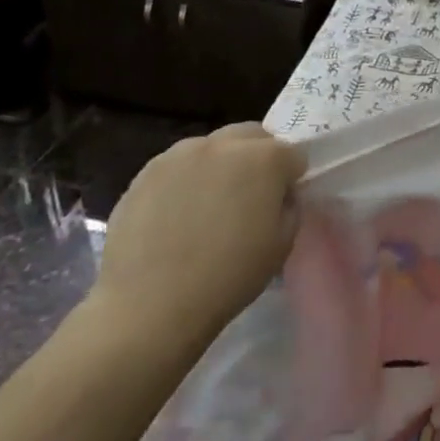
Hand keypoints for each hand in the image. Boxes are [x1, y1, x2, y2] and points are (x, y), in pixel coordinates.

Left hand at [87, 123, 306, 360]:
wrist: (150, 304)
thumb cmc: (229, 277)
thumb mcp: (282, 244)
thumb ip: (289, 205)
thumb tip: (279, 194)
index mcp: (265, 159)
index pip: (293, 154)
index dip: (292, 178)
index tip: (282, 202)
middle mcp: (223, 144)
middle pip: (253, 136)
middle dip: (260, 157)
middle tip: (251, 196)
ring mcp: (180, 154)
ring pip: (213, 147)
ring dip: (222, 165)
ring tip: (210, 205)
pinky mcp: (146, 171)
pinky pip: (180, 166)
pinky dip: (188, 180)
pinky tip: (179, 215)